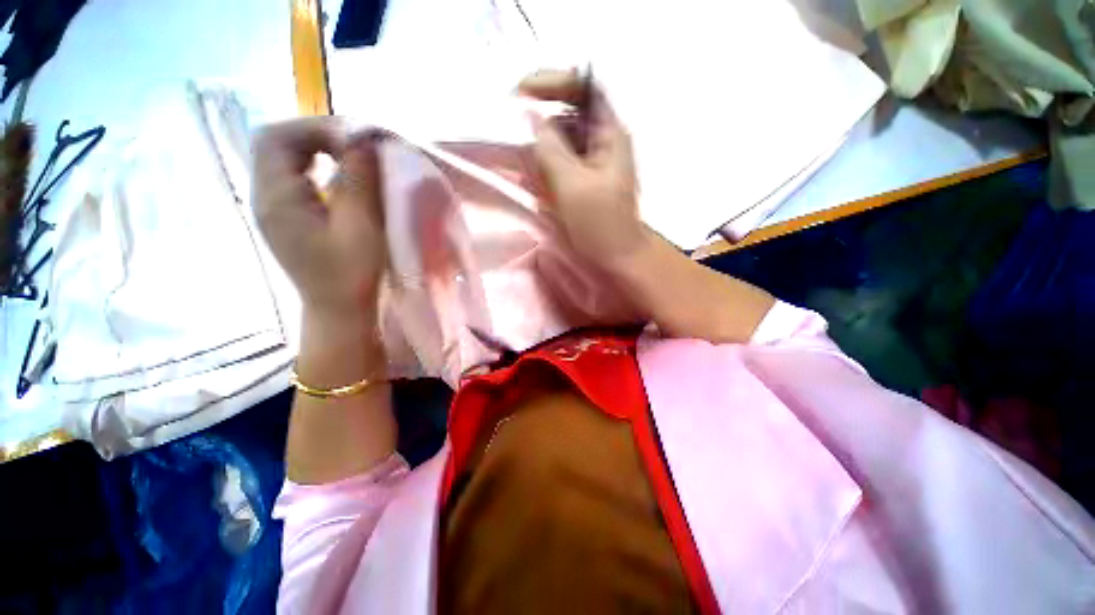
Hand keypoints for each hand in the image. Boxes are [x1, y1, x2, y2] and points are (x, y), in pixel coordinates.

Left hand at [252, 118, 386, 324]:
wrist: (339, 308)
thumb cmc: (352, 274)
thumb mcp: (361, 227)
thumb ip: (359, 181)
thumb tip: (364, 139)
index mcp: (276, 199)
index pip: (277, 137)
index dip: (316, 127)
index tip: (358, 140)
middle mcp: (265, 196)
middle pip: (277, 142)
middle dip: (318, 134)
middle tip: (357, 145)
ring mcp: (274, 205)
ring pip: (285, 156)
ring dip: (319, 148)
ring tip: (353, 157)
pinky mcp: (287, 214)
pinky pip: (295, 174)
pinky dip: (319, 165)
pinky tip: (342, 177)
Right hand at [519, 70, 648, 270]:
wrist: (616, 259)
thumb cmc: (600, 225)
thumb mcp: (573, 186)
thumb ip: (551, 148)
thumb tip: (533, 117)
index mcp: (609, 135)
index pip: (583, 88)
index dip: (552, 82)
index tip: (519, 91)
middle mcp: (602, 142)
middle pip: (568, 114)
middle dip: (541, 122)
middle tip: (515, 134)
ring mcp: (592, 163)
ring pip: (561, 141)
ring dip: (540, 149)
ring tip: (524, 167)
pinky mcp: (583, 181)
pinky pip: (560, 163)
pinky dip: (544, 168)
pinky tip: (534, 182)